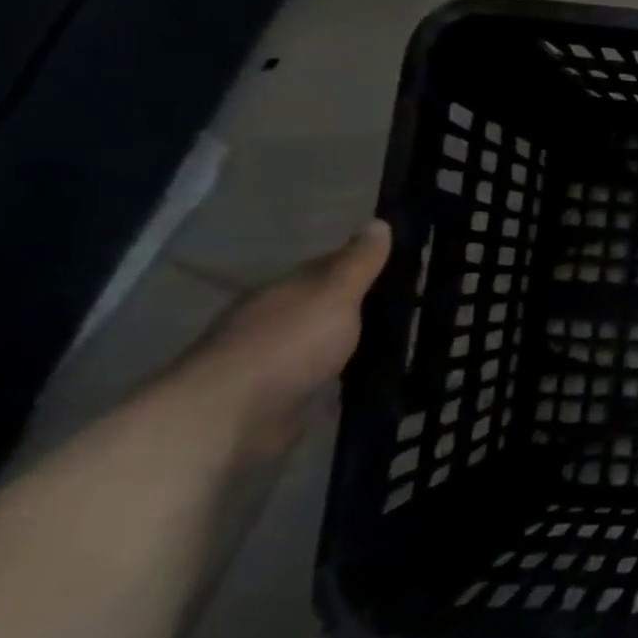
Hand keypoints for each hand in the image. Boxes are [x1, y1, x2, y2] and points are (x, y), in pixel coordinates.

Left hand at [163, 221, 392, 464]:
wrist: (230, 415)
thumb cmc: (288, 344)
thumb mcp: (334, 295)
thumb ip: (358, 263)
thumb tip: (378, 221)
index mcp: (286, 289)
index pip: (329, 265)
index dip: (363, 261)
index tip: (402, 263)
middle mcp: (275, 319)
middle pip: (323, 303)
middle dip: (358, 302)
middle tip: (408, 303)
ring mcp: (273, 360)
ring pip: (321, 339)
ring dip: (348, 338)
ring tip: (396, 341)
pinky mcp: (277, 397)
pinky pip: (318, 375)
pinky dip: (339, 372)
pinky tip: (363, 376)